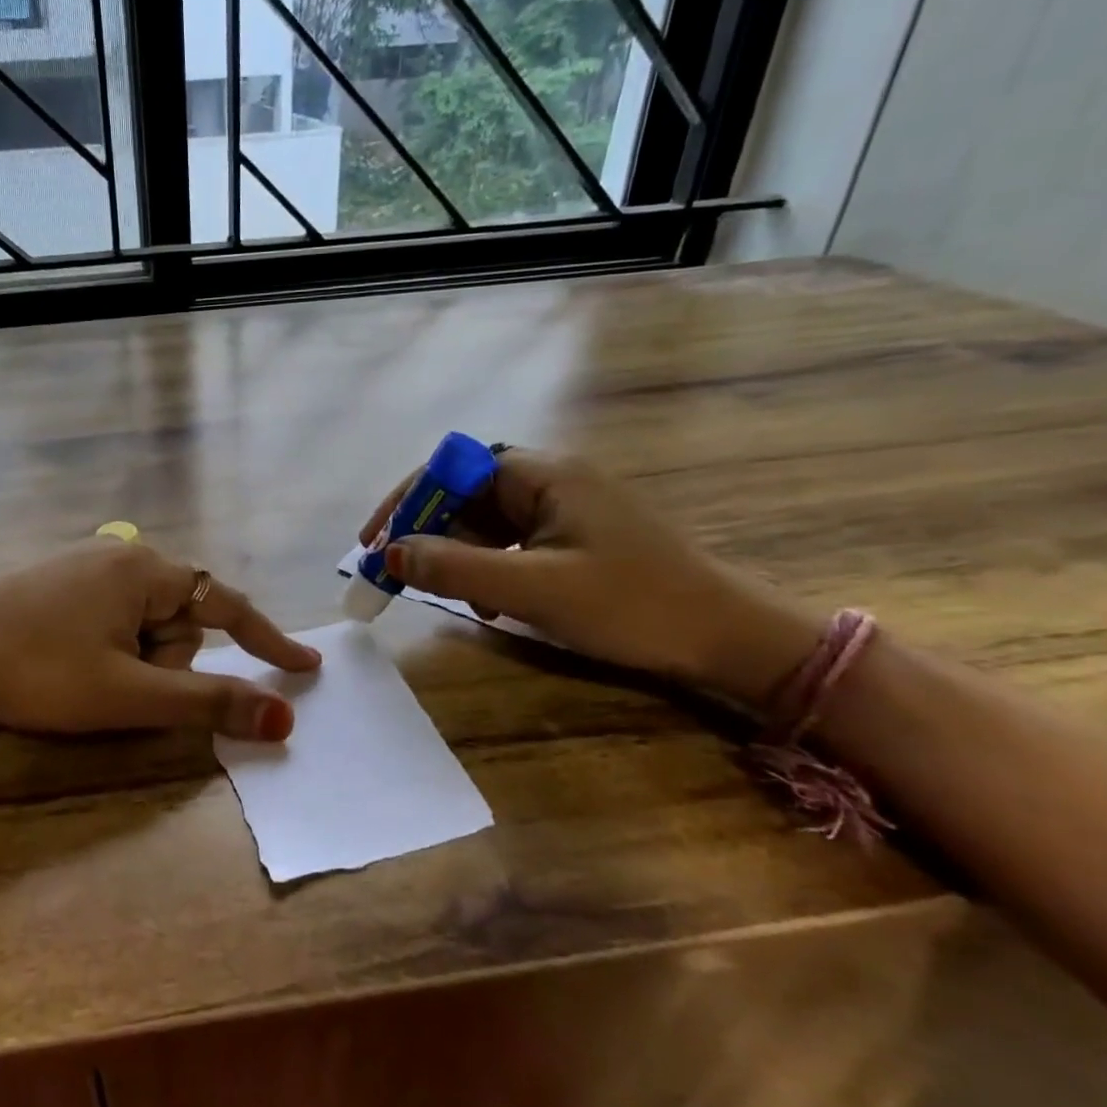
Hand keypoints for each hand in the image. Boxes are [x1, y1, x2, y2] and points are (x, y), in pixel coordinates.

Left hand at [0, 541, 320, 740]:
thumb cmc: (41, 673)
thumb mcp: (131, 694)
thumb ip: (210, 704)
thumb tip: (283, 718)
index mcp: (145, 569)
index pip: (227, 605)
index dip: (268, 639)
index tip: (304, 668)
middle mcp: (120, 555)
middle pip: (178, 620)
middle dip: (163, 663)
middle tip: (116, 687)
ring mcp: (84, 566)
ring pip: (142, 625)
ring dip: (132, 662)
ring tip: (83, 679)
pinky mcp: (56, 584)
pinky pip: (110, 620)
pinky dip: (108, 651)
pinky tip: (69, 664)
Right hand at [360, 450, 822, 708]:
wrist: (730, 638)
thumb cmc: (633, 605)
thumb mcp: (533, 589)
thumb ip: (456, 568)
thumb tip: (390, 553)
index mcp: (542, 474)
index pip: (451, 468)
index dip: (407, 501)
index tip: (375, 543)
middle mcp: (550, 479)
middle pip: (464, 493)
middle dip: (428, 532)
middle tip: (399, 575)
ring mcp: (565, 508)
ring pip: (485, 521)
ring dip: (458, 555)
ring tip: (453, 597)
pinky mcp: (576, 537)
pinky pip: (512, 542)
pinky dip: (489, 568)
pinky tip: (493, 603)